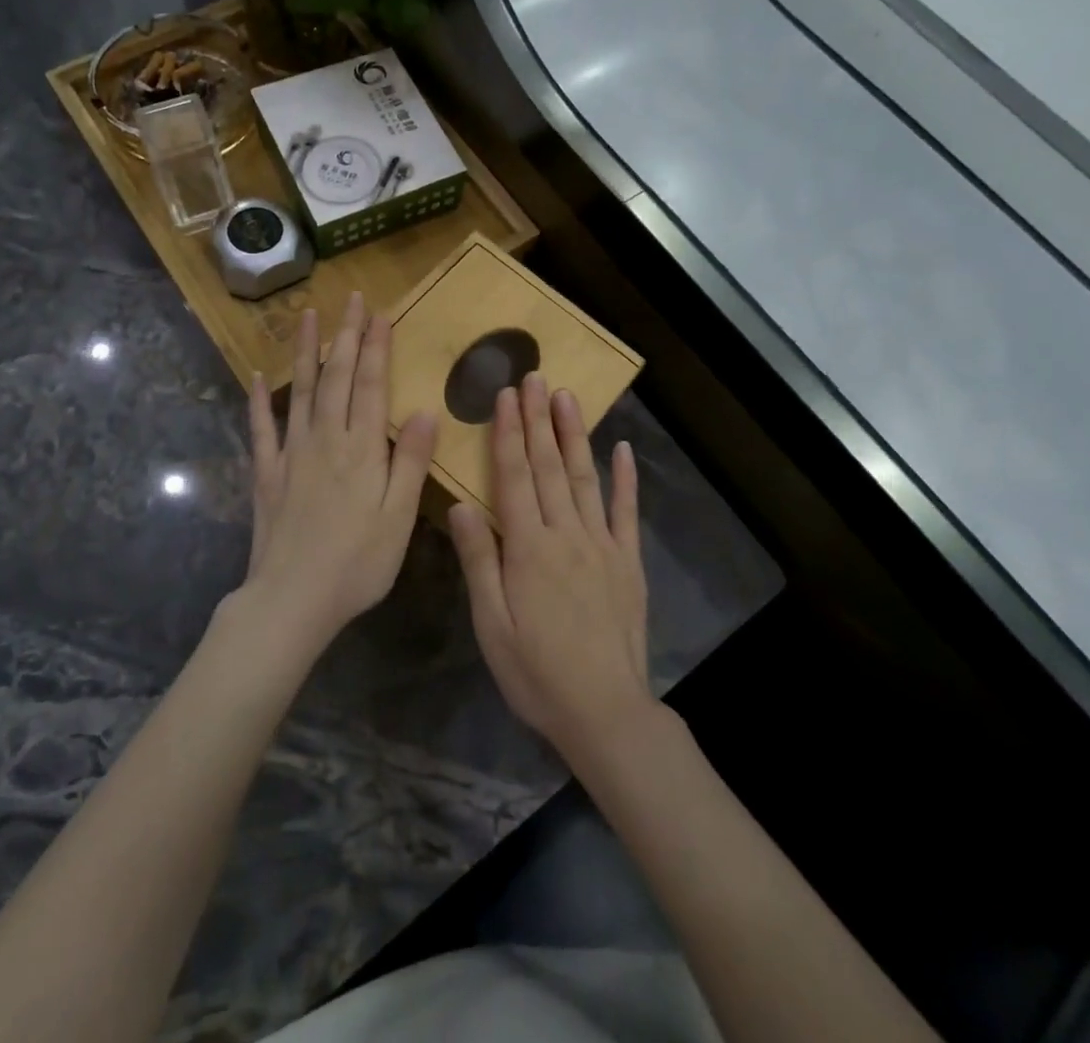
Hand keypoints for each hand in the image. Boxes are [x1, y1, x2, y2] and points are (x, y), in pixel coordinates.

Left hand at [241, 293, 438, 657]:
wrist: (292, 599)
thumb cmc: (357, 563)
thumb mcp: (399, 517)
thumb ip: (409, 461)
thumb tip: (424, 411)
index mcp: (360, 449)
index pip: (369, 385)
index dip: (375, 347)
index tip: (378, 313)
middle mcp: (324, 440)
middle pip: (335, 377)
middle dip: (345, 336)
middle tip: (350, 299)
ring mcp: (291, 454)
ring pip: (299, 391)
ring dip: (305, 352)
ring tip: (306, 316)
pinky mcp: (267, 474)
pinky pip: (261, 429)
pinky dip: (258, 401)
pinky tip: (255, 377)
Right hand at [449, 373, 652, 758]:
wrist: (604, 711)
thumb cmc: (536, 672)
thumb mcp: (492, 624)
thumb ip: (479, 560)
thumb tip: (461, 503)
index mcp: (528, 548)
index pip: (514, 477)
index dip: (508, 433)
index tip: (506, 396)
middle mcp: (566, 534)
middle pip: (549, 467)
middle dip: (539, 420)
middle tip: (536, 378)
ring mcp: (602, 545)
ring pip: (586, 478)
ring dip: (574, 435)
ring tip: (568, 397)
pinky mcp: (629, 562)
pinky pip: (626, 512)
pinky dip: (626, 479)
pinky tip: (623, 449)